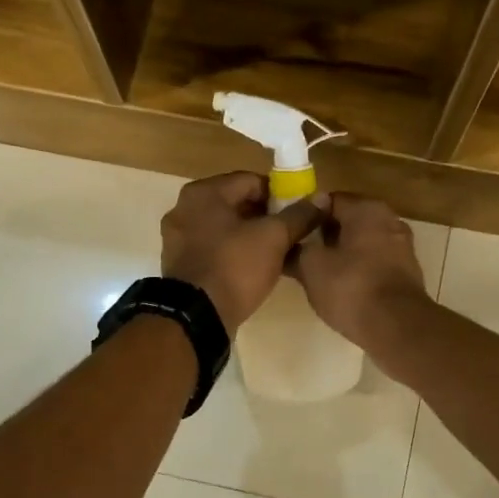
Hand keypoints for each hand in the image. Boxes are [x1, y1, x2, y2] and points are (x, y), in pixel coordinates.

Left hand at [160, 172, 324, 329]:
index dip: (279, 195)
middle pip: (235, 203)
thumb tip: (321, 199)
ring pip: (224, 227)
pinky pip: (212, 248)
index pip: (251, 181)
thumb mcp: (274, 238)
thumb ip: (298, 215)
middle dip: (264, 216)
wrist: (196, 317)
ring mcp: (177, 237)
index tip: (298, 214)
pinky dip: (231, 252)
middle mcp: (184, 208)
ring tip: (274, 253)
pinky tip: (251, 268)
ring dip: (249, 235)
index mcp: (203, 192)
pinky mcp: (179, 263)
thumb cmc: (235, 267)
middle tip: (289, 234)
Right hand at [290, 193, 430, 349]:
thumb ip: (296, 251)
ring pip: (363, 243)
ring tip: (318, 273)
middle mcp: (389, 220)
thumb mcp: (311, 268)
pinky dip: (359, 270)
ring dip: (342, 254)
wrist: (397, 327)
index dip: (305, 215)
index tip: (290, 233)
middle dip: (324, 235)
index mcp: (366, 209)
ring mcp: (402, 247)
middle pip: (348, 221)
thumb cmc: (351, 288)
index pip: (327, 200)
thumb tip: (286, 247)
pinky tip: (343, 288)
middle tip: (301, 254)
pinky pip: (375, 263)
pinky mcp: (407, 273)